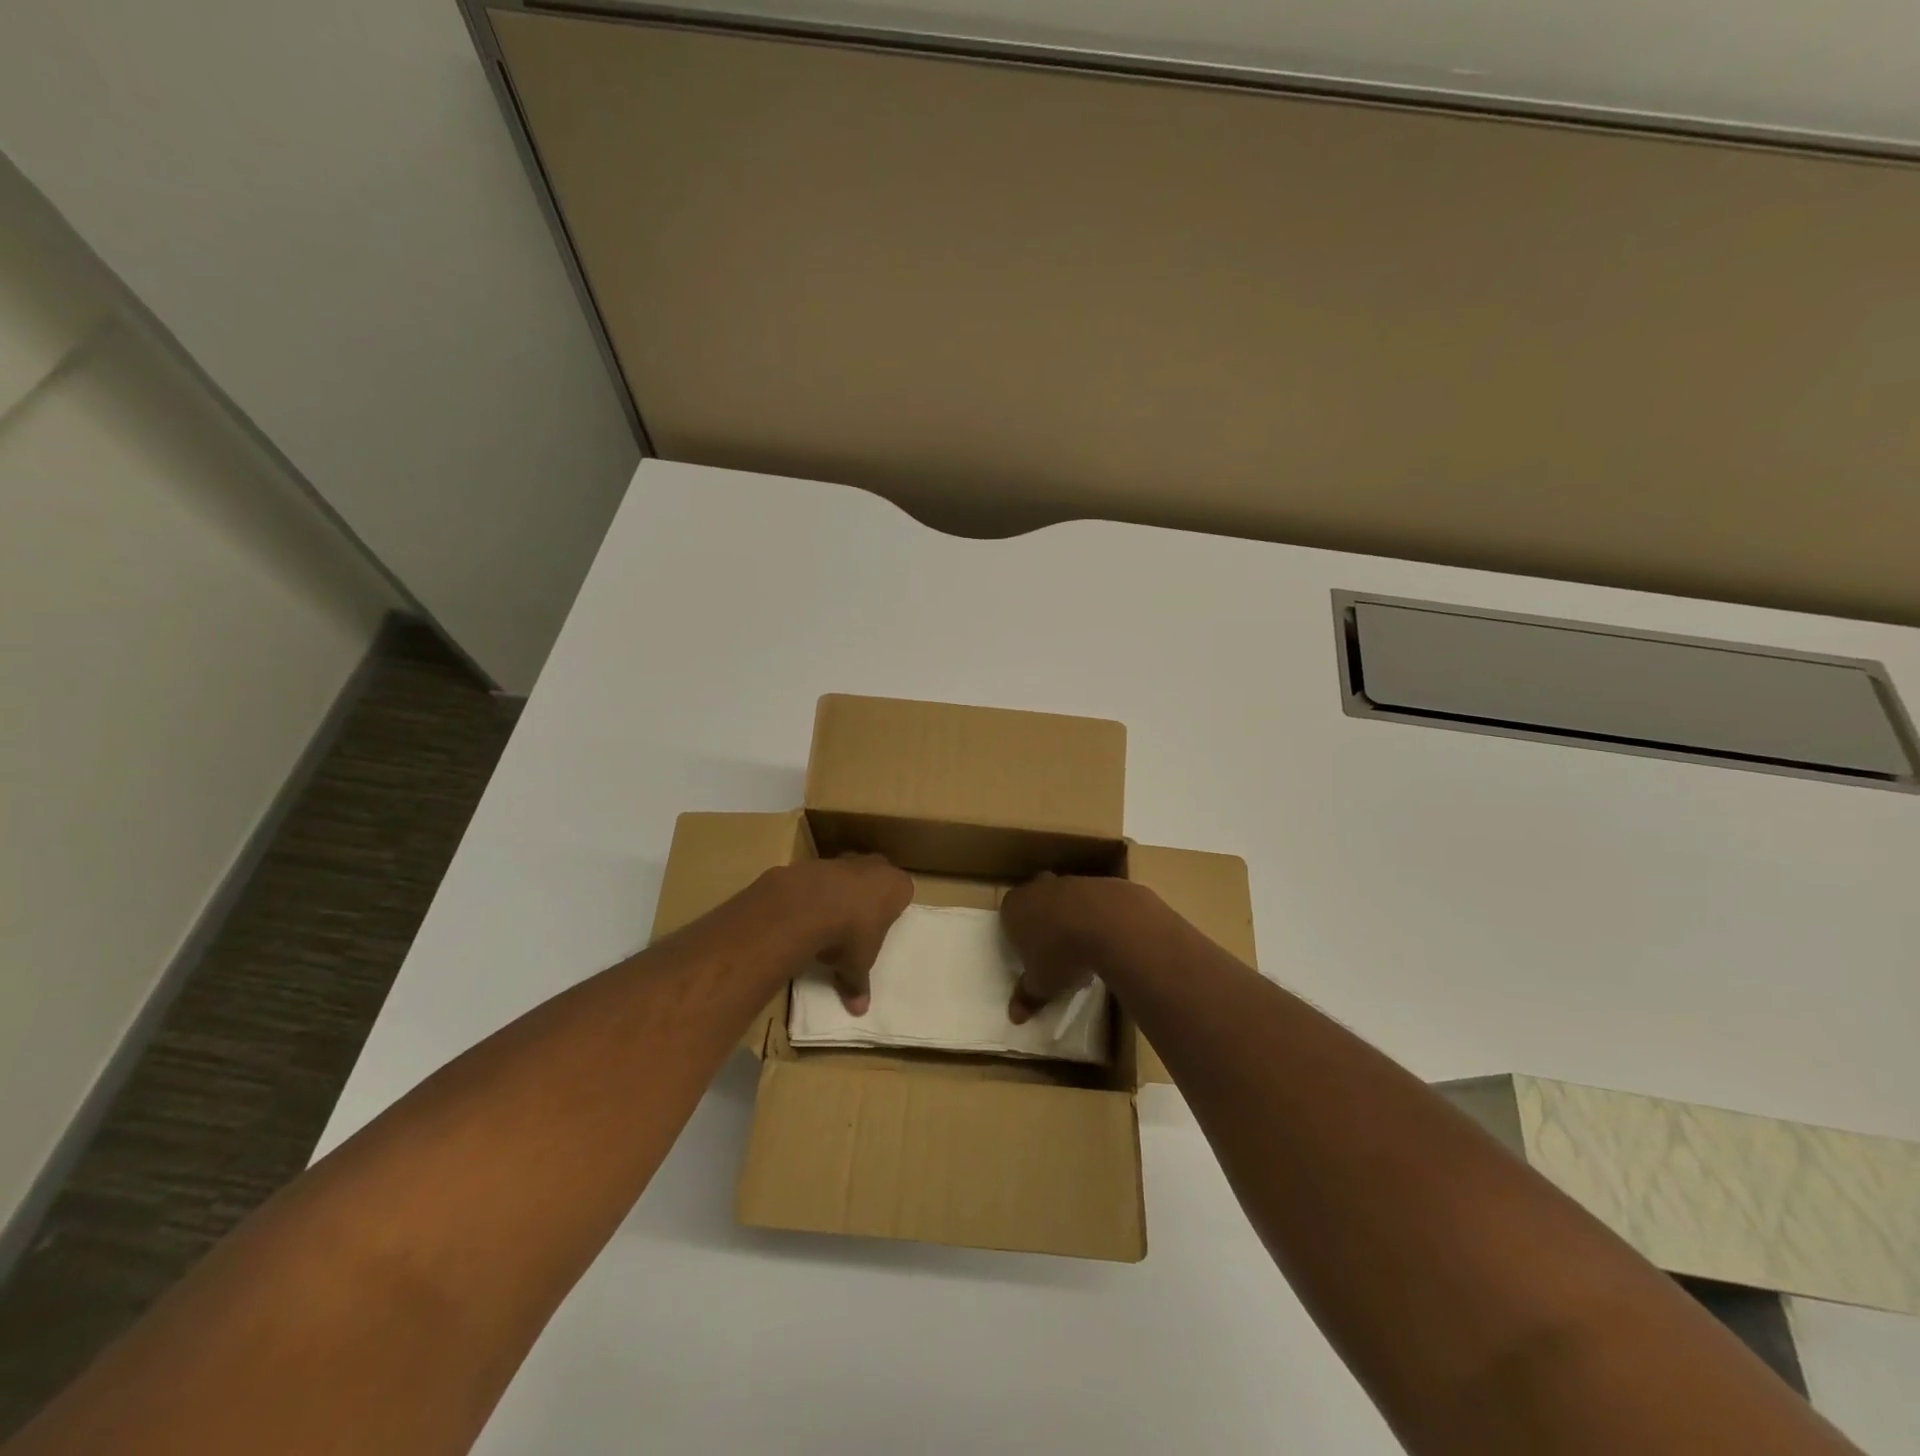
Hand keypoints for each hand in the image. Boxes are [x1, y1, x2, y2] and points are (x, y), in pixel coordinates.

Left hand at [776, 854, 912, 1014]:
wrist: (808, 905)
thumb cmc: (850, 933)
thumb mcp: (858, 965)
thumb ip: (859, 984)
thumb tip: (859, 1010)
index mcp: (897, 886)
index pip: (903, 893)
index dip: (892, 910)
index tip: (880, 927)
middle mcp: (876, 866)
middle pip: (877, 879)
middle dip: (868, 896)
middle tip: (857, 923)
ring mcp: (845, 860)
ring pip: (848, 875)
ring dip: (841, 893)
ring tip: (828, 921)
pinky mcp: (816, 862)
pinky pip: (821, 878)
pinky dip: (816, 893)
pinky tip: (806, 914)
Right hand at [1000, 873, 1154, 1022]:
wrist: (1107, 922)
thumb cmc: (1060, 953)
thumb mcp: (1041, 983)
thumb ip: (1027, 996)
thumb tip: (1014, 1017)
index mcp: (1013, 908)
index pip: (1008, 918)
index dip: (1017, 936)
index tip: (1030, 956)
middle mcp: (1036, 888)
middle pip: (1035, 903)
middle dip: (1042, 922)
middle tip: (1053, 949)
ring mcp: (1068, 882)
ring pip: (1063, 899)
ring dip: (1070, 918)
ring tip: (1082, 948)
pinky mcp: (1097, 882)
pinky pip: (1091, 902)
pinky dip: (1095, 916)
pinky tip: (1104, 938)